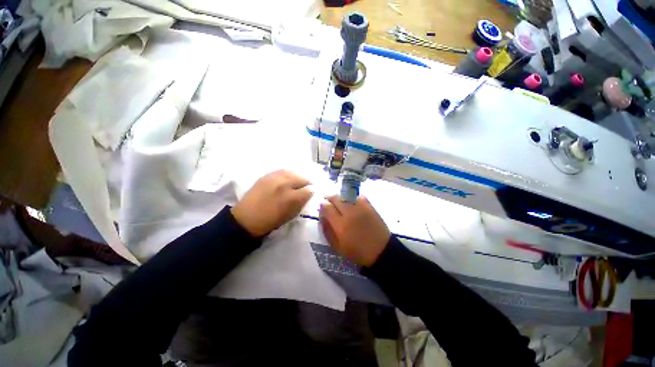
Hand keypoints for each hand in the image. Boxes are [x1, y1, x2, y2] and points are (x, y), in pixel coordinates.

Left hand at [231, 170, 312, 236]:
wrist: (246, 219)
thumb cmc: (271, 220)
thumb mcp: (291, 214)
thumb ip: (302, 202)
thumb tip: (309, 193)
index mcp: (291, 198)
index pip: (309, 189)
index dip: (312, 191)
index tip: (313, 193)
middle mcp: (284, 184)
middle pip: (302, 178)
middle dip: (307, 182)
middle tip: (307, 187)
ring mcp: (274, 178)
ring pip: (293, 172)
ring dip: (298, 177)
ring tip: (298, 181)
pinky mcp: (266, 176)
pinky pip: (282, 171)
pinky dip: (288, 174)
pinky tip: (288, 178)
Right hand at [319, 195, 390, 266]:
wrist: (381, 251)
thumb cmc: (357, 252)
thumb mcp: (338, 247)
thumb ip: (327, 231)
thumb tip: (322, 217)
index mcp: (340, 225)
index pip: (326, 207)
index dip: (322, 205)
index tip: (322, 207)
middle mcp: (349, 213)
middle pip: (335, 197)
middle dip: (329, 198)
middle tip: (328, 201)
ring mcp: (361, 207)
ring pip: (346, 195)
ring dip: (340, 196)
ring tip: (339, 201)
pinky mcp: (369, 206)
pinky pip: (357, 196)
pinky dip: (352, 196)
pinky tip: (351, 201)